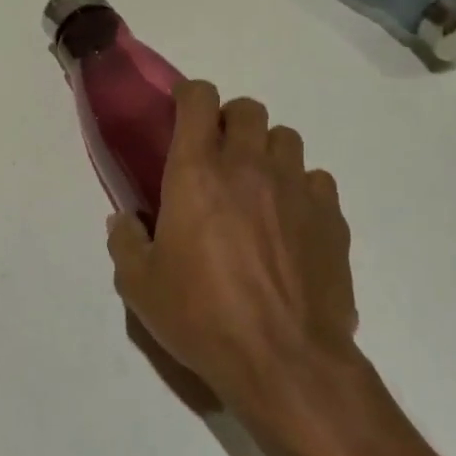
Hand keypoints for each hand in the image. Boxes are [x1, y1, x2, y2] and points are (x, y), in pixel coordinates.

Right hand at [107, 80, 356, 415]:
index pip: (199, 99)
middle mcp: (248, 166)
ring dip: (267, 150)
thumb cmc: (202, 317)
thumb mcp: (140, 286)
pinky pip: (316, 179)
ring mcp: (295, 188)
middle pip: (248, 108)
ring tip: (256, 185)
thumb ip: (125, 242)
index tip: (181, 111)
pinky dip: (301, 187)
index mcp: (197, 172)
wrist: (285, 360)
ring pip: (286, 138)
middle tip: (218, 155)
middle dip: (230, 120)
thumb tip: (125, 220)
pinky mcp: (331, 217)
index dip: (189, 95)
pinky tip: (290, 219)